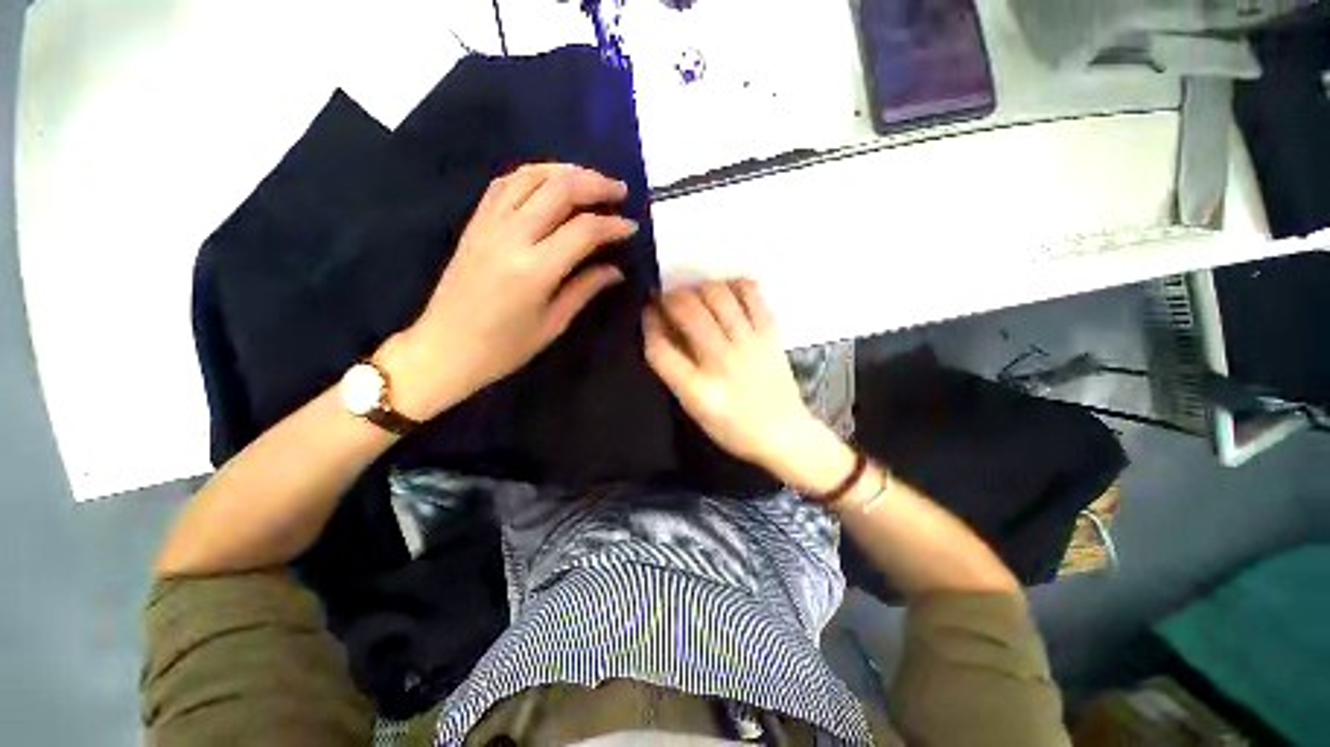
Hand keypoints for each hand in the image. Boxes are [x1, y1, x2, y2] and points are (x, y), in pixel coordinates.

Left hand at [381, 164, 638, 419]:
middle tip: (619, 192)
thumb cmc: (504, 348)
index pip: (584, 230)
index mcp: (535, 270)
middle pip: (558, 189)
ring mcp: (488, 225)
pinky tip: (550, 181)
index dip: (613, 225)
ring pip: (530, 176)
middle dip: (595, 184)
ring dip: (565, 171)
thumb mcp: (553, 324)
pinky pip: (504, 184)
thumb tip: (615, 270)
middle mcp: (511, 237)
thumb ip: (585, 289)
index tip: (631, 227)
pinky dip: (533, 174)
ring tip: (590, 180)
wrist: (444, 349)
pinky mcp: (475, 224)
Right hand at [644, 279, 845, 485]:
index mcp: (698, 390)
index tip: (648, 314)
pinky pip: (750, 292)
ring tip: (695, 295)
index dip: (648, 324)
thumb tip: (663, 329)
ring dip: (698, 288)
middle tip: (668, 301)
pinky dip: (733, 284)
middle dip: (669, 298)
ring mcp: (749, 343)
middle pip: (687, 311)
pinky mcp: (771, 333)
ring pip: (716, 294)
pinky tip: (726, 293)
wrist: (784, 433)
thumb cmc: (733, 428)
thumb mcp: (695, 410)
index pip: (659, 348)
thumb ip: (675, 372)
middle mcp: (721, 361)